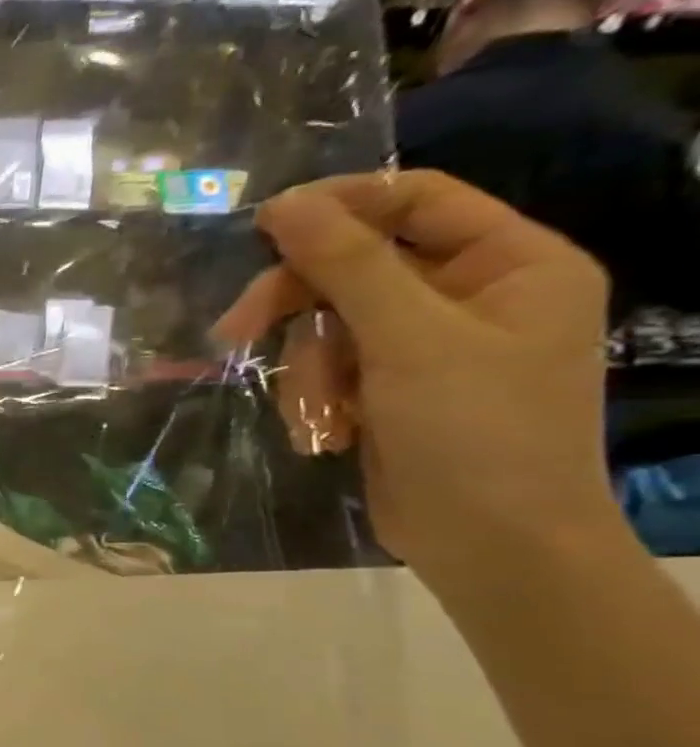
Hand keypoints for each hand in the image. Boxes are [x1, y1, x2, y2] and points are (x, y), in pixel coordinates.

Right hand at [213, 170, 619, 590]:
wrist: (489, 546)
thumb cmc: (474, 432)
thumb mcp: (409, 339)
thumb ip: (346, 266)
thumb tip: (283, 204)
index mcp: (510, 263)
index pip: (416, 200)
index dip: (340, 206)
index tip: (263, 227)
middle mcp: (470, 296)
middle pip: (357, 268)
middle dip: (298, 304)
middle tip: (237, 330)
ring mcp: (427, 347)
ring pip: (330, 324)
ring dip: (309, 368)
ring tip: (319, 414)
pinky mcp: (389, 390)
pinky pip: (329, 368)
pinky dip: (316, 397)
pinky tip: (330, 433)